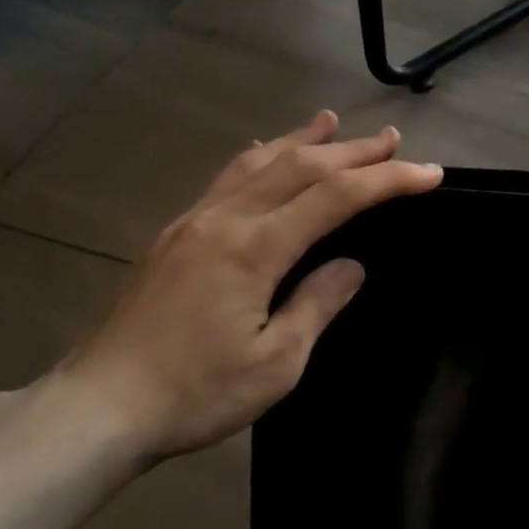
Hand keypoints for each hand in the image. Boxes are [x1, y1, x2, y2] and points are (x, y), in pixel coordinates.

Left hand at [48, 111, 441, 461]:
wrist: (100, 407)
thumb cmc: (195, 394)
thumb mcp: (275, 363)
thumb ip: (317, 304)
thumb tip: (351, 265)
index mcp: (254, 248)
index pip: (335, 197)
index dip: (387, 180)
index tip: (428, 173)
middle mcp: (225, 220)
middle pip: (299, 166)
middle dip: (352, 150)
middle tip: (392, 139)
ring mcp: (194, 222)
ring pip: (258, 163)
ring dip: (301, 140)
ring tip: (331, 121)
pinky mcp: (174, 235)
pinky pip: (226, 180)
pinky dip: (258, 159)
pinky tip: (263, 153)